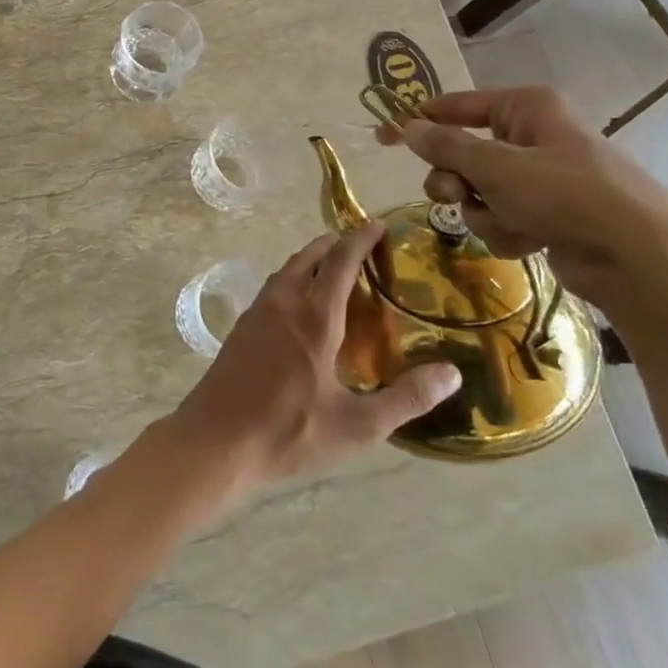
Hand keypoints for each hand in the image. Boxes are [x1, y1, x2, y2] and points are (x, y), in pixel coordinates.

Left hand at [168, 224, 462, 501]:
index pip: (339, 262)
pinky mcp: (241, 329)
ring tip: (335, 270)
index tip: (378, 225)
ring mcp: (256, 314)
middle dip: (334, 244)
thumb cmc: (289, 432)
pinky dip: (294, 280)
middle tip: (361, 246)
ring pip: (286, 271)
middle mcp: (282, 304)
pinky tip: (303, 306)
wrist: (215, 441)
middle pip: (308, 257)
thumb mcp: (357, 426)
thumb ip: (406, 399)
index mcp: (313, 318)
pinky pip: (273, 289)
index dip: (360, 239)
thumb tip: (452, 373)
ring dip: (311, 260)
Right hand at [376, 85, 667, 309]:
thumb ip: (445, 147)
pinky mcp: (547, 214)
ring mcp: (540, 177)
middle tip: (457, 195)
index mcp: (525, 108)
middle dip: (455, 181)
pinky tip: (531, 240)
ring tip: (512, 223)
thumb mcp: (496, 167)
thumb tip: (406, 127)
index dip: (417, 122)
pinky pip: (500, 216)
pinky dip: (506, 230)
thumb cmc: (567, 196)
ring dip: (483, 211)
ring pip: (476, 191)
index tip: (383, 137)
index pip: (454, 106)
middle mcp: (531, 136)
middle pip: (461, 154)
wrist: (639, 260)